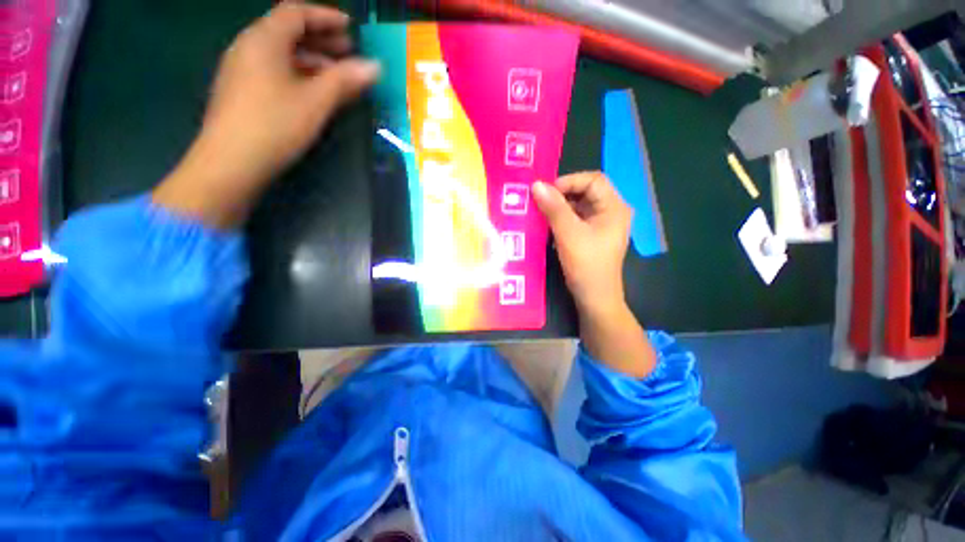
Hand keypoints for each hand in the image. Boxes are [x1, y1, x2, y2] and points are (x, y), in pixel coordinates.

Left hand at [154, 1, 379, 227]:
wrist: (230, 162)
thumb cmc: (275, 124)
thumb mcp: (316, 101)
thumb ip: (345, 80)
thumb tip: (375, 66)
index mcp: (264, 39)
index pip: (296, 13)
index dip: (325, 16)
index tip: (351, 28)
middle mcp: (249, 47)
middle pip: (287, 31)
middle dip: (321, 39)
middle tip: (349, 53)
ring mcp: (242, 70)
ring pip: (281, 54)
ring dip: (311, 60)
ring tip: (337, 76)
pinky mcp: (242, 91)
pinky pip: (274, 71)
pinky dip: (298, 74)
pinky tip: (313, 92)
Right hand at [533, 172, 632, 316]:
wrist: (594, 298)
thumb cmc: (586, 265)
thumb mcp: (569, 234)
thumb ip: (554, 208)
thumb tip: (536, 185)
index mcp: (614, 207)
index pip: (593, 180)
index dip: (569, 181)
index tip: (546, 192)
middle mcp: (610, 212)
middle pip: (585, 192)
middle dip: (561, 195)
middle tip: (539, 202)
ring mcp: (601, 225)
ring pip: (578, 206)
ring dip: (558, 208)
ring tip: (539, 213)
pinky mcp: (591, 236)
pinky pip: (575, 220)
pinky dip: (560, 220)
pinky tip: (546, 226)